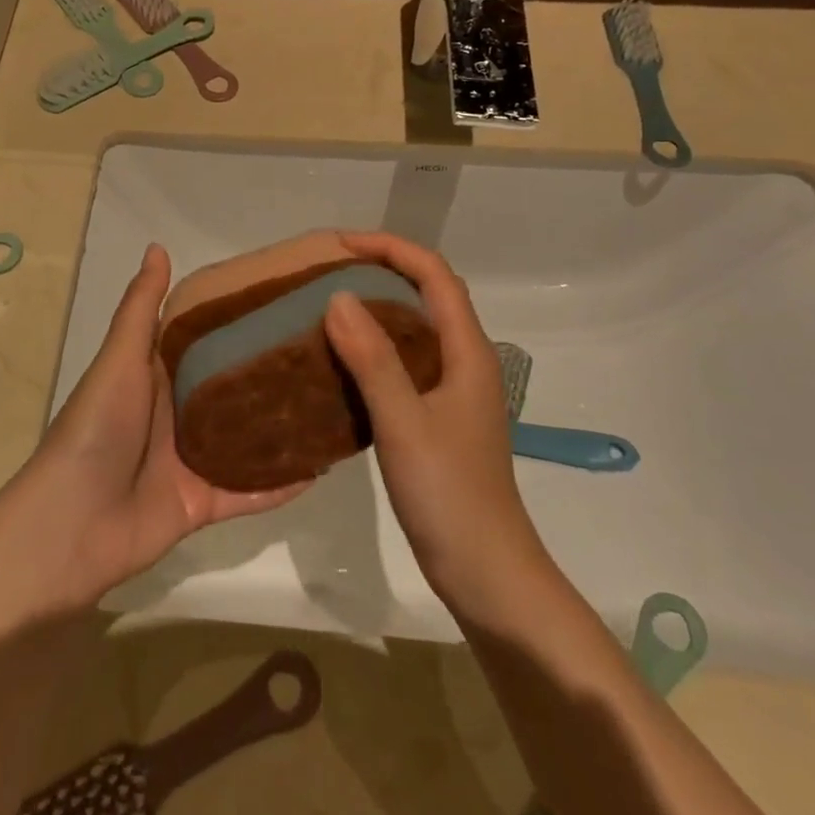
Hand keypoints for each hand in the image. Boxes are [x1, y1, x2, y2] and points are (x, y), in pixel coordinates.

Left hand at [20, 244, 307, 605]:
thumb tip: (158, 246)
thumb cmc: (97, 429)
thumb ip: (142, 309)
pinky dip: (281, 484)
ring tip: (334, 402)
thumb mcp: (120, 360)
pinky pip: (250, 492)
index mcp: (156, 375)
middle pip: (232, 388)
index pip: (205, 340)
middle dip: (271, 372)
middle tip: (328, 348)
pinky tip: (322, 465)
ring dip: (283, 426)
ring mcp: (191, 461)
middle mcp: (177, 413)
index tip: (286, 298)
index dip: (239, 320)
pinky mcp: (203, 504)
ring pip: (247, 439)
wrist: (70, 526)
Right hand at [322, 231, 551, 617]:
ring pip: (416, 326)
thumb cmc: (450, 495)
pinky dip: (375, 344)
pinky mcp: (439, 415)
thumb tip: (337, 296)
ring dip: (378, 304)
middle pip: (429, 293)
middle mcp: (465, 360)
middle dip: (383, 267)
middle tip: (327, 268)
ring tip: (328, 302)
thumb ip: (373, 359)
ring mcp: (453, 389)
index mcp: (468, 352)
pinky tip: (342, 358)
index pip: (434, 275)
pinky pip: (405, 359)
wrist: (486, 571)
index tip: (340, 244)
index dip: (391, 248)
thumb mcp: (404, 423)